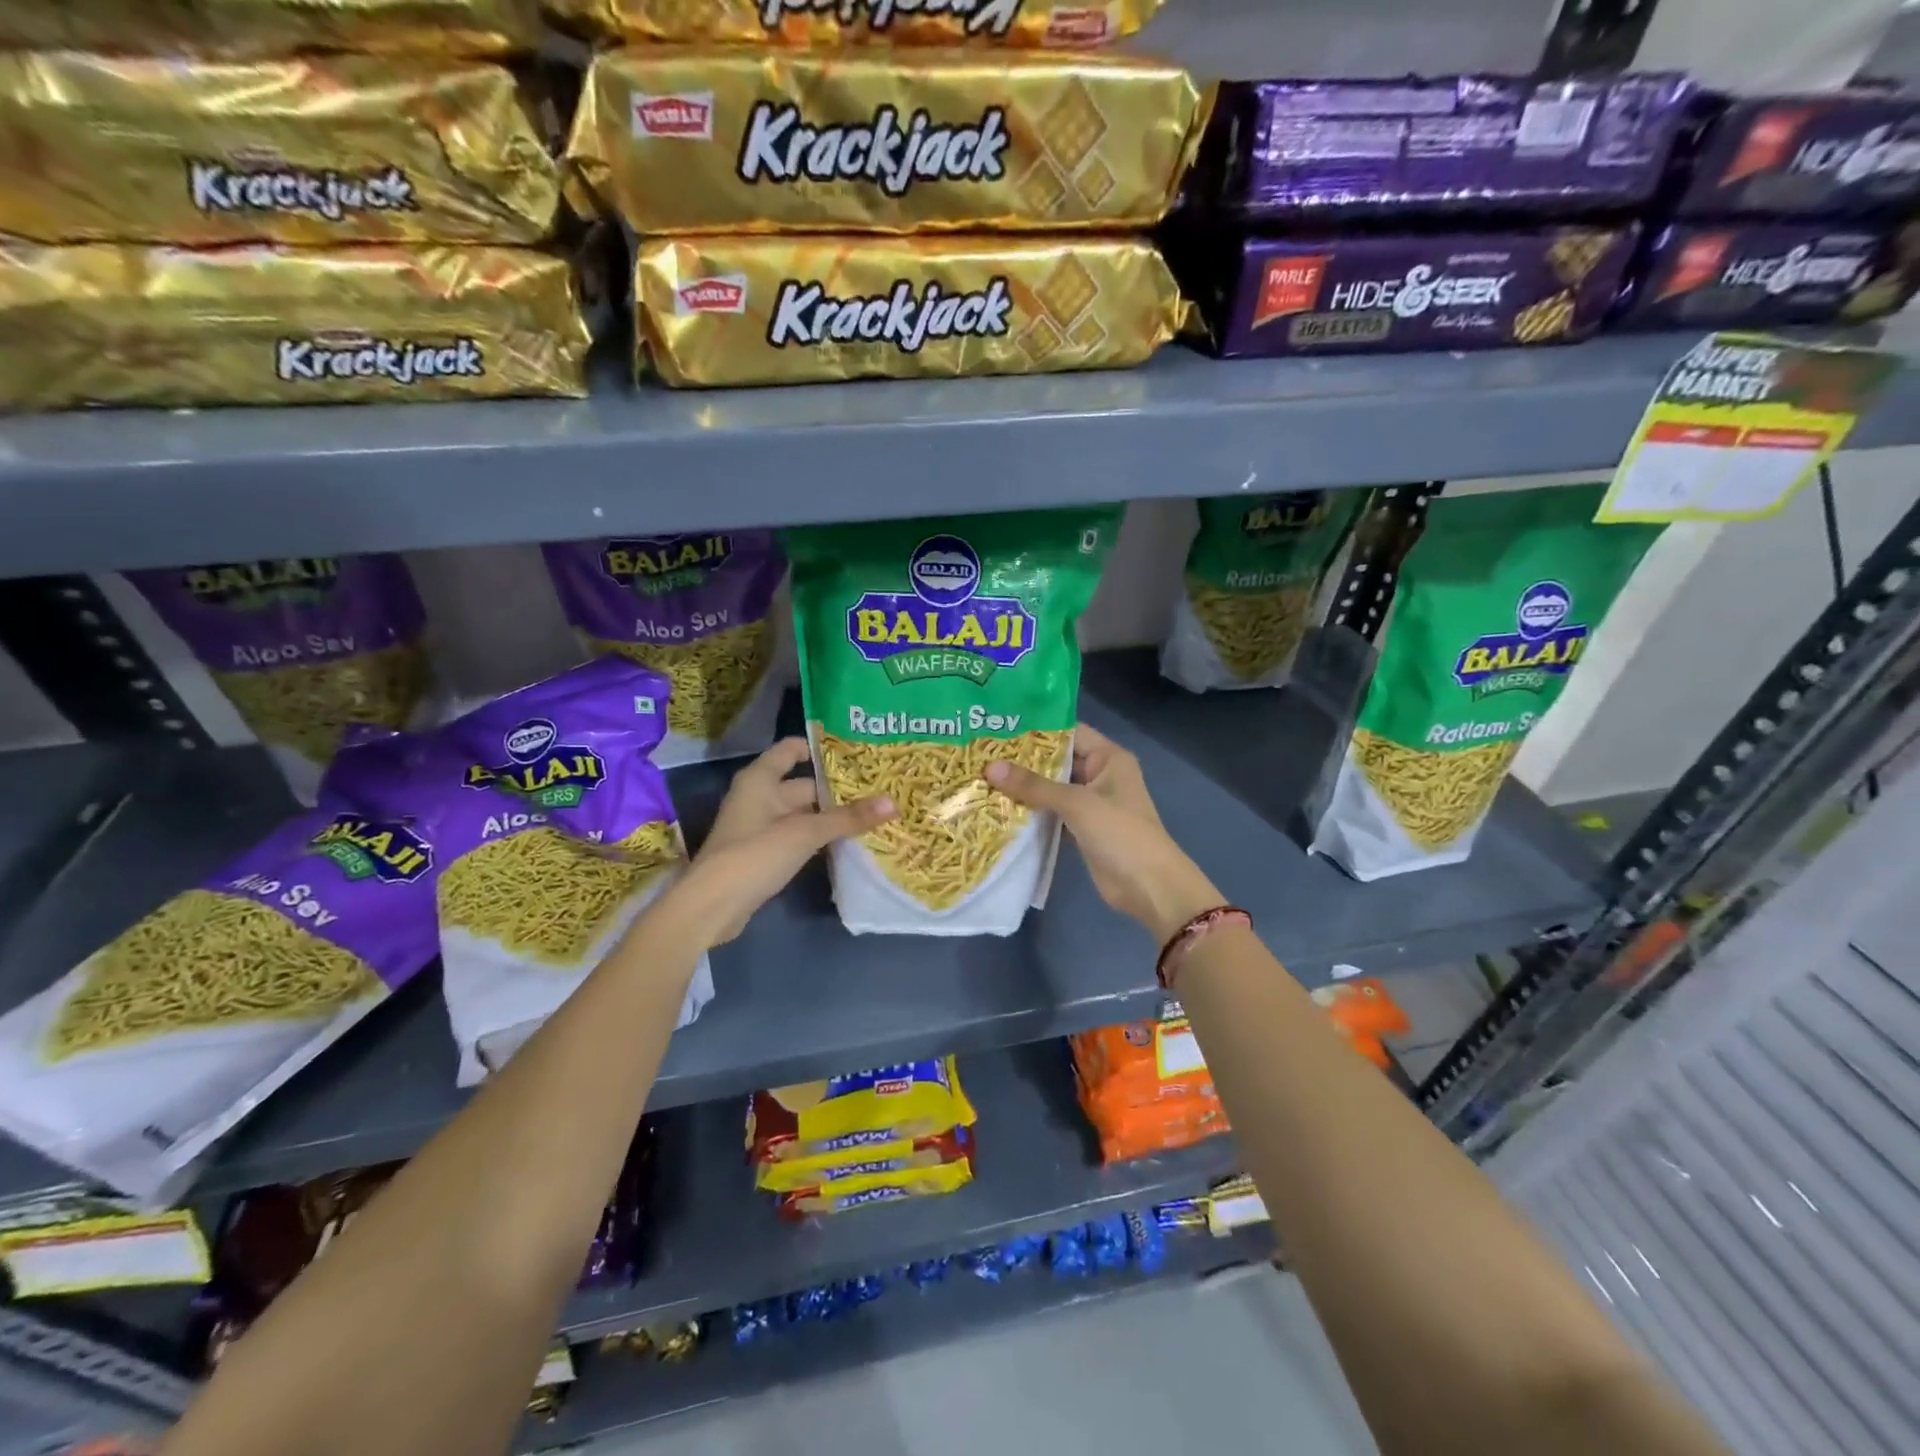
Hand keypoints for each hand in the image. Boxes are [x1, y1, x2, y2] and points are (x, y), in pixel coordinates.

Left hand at [675, 738, 893, 946]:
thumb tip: (893, 802)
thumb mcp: (805, 833)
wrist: (712, 906)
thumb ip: (848, 818)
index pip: (792, 749)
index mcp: (761, 779)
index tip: (856, 751)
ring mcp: (760, 826)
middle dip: (837, 789)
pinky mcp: (763, 853)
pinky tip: (848, 842)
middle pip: (804, 784)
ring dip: (831, 816)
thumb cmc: (755, 855)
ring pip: (803, 813)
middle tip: (879, 787)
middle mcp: (759, 796)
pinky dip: (819, 837)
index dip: (821, 747)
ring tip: (872, 813)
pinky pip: (797, 836)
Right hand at [985, 723, 1221, 942]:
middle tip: (982, 753)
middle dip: (1023, 760)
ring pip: (1052, 788)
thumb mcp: (1077, 803)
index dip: (1036, 729)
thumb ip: (1034, 785)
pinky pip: (1052, 812)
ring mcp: (1091, 803)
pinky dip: (1031, 811)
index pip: (1069, 732)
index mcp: (1108, 758)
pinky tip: (999, 806)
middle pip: (1057, 760)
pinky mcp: (1081, 828)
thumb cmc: (1120, 833)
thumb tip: (989, 767)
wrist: (1149, 887)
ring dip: (1024, 787)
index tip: (999, 727)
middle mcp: (1100, 775)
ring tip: (982, 776)